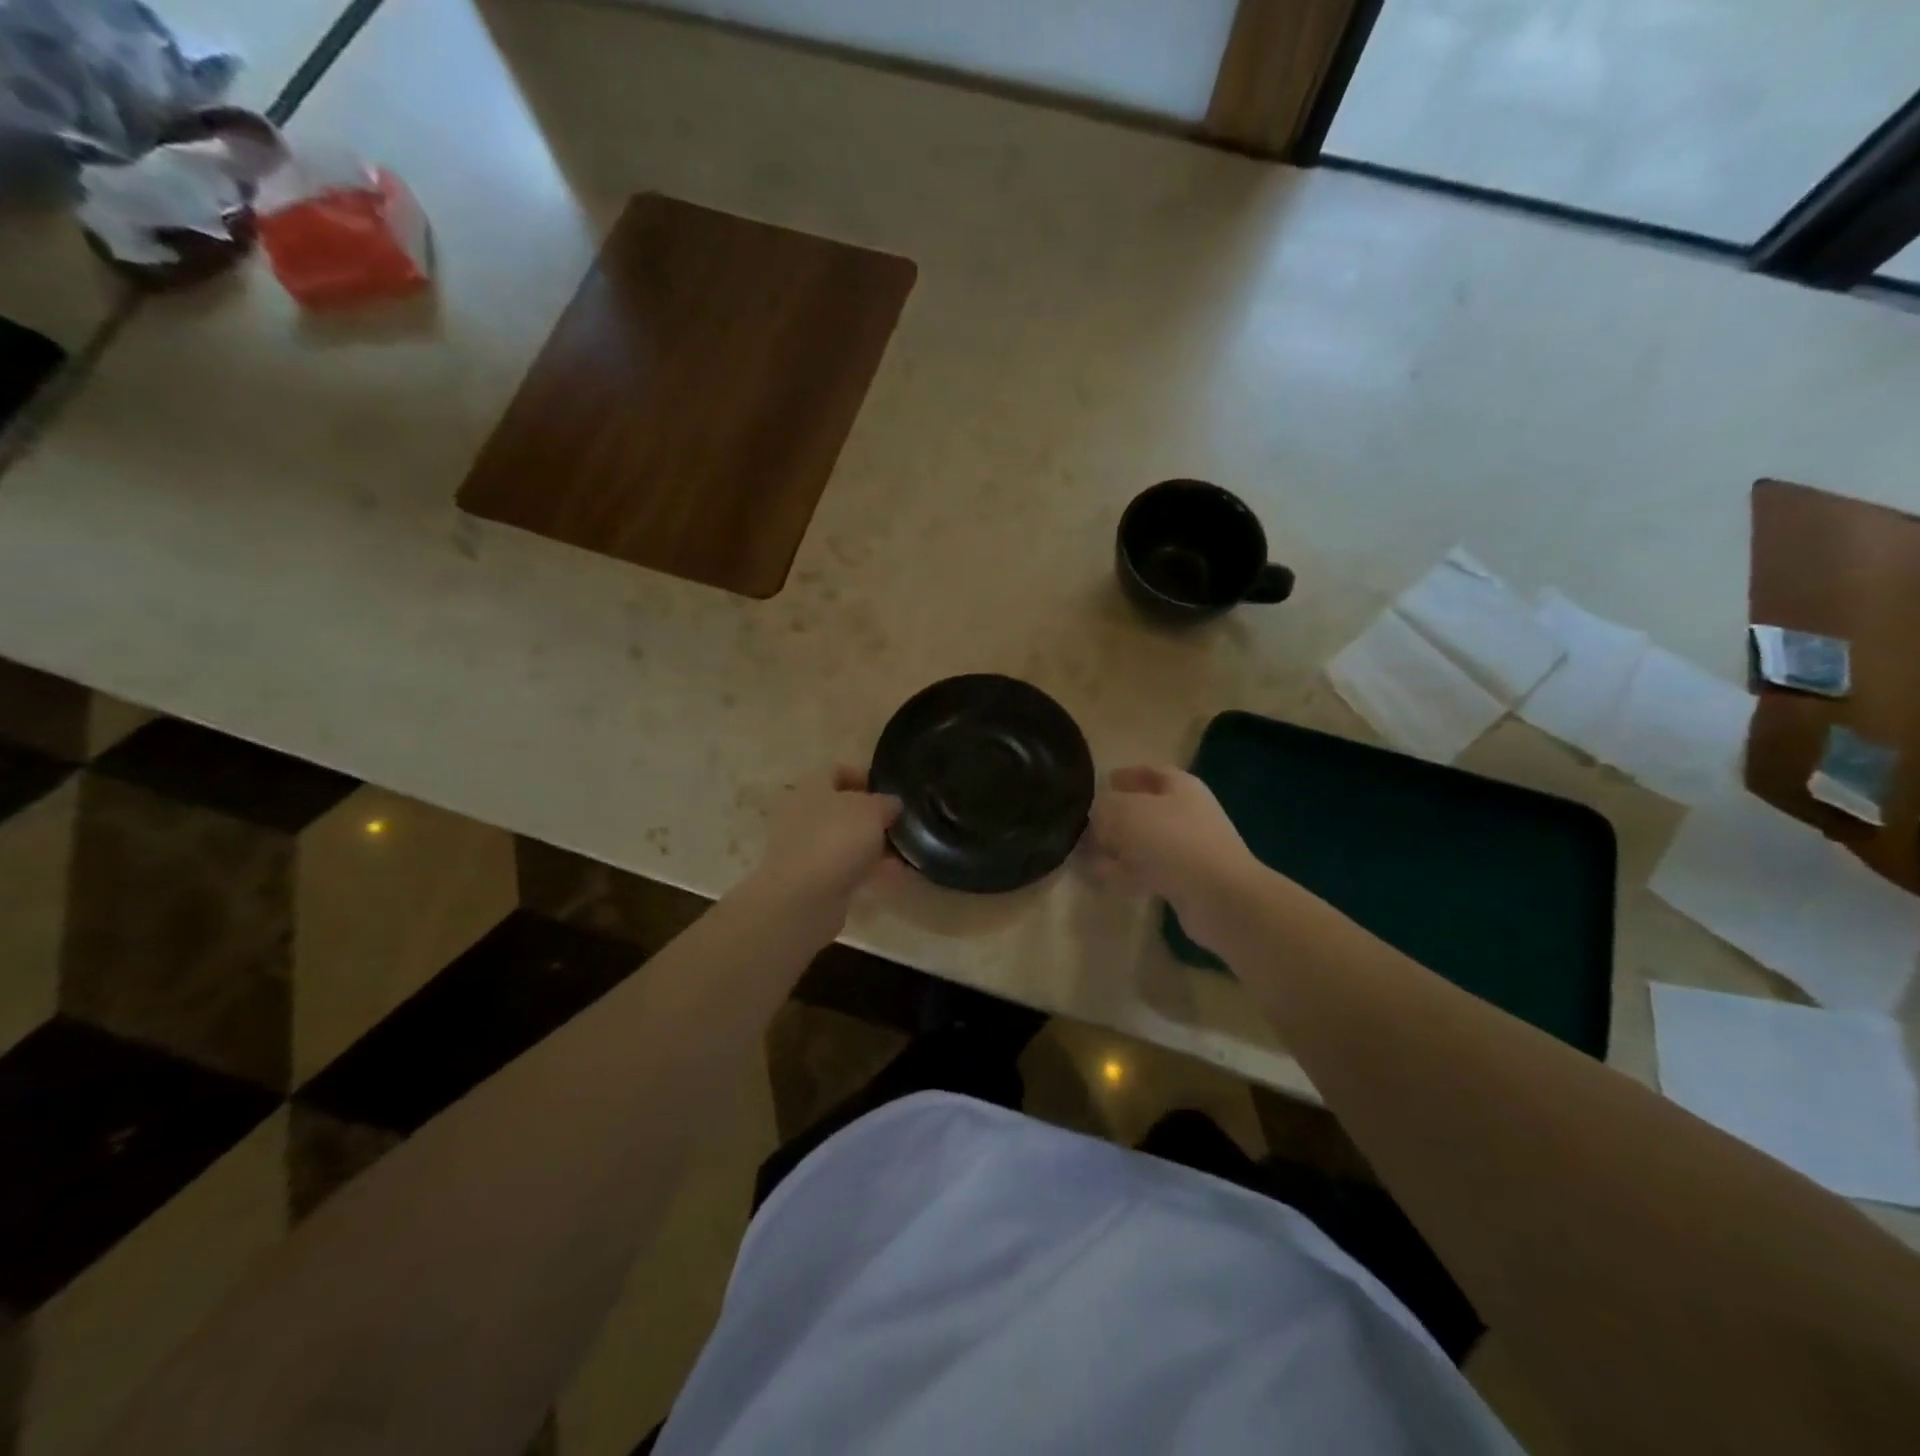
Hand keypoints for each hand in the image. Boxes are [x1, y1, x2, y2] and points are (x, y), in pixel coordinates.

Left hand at [744, 767, 902, 938]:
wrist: (803, 898)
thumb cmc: (836, 839)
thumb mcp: (872, 810)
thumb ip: (886, 802)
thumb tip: (892, 804)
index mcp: (811, 787)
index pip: (836, 770)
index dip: (864, 775)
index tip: (890, 788)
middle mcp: (803, 813)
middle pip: (841, 807)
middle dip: (871, 814)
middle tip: (900, 820)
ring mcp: (806, 848)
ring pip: (844, 839)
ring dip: (872, 843)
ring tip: (905, 848)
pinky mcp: (813, 878)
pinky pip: (846, 866)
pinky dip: (868, 868)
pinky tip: (896, 873)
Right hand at [1087, 766, 1261, 941]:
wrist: (1219, 897)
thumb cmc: (1172, 840)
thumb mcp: (1124, 812)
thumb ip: (1103, 807)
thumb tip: (1096, 814)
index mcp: (1180, 786)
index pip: (1150, 772)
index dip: (1126, 775)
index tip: (1102, 782)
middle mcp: (1187, 814)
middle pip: (1144, 809)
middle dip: (1115, 817)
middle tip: (1085, 824)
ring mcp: (1188, 849)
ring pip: (1143, 843)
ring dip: (1116, 848)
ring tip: (1084, 855)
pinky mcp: (1185, 881)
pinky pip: (1147, 871)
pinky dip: (1123, 873)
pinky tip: (1100, 879)